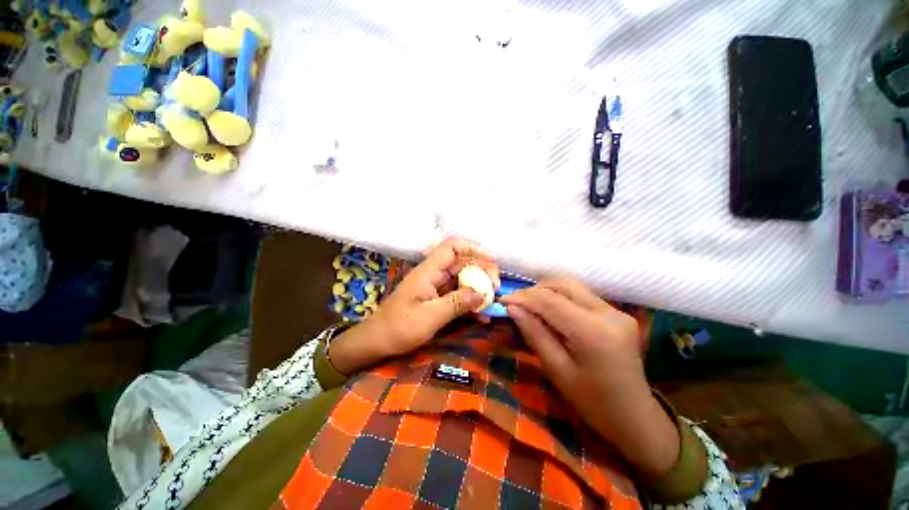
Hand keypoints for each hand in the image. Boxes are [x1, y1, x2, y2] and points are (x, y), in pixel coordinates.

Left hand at [330, 238, 498, 373]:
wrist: (377, 341)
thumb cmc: (399, 327)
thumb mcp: (429, 316)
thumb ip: (456, 303)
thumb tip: (482, 293)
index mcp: (429, 271)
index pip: (452, 247)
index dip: (473, 248)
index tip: (492, 260)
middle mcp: (434, 274)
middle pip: (462, 263)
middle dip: (481, 271)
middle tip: (495, 288)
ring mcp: (436, 287)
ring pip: (463, 279)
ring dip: (479, 288)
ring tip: (492, 302)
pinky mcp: (438, 299)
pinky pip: (459, 294)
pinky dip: (471, 301)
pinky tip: (482, 315)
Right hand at [502, 277, 678, 476]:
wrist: (635, 417)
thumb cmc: (592, 402)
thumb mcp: (557, 370)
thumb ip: (534, 333)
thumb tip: (512, 308)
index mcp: (592, 332)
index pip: (549, 300)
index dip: (523, 297)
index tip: (503, 300)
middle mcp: (608, 313)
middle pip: (563, 285)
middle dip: (535, 290)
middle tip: (517, 303)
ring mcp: (616, 311)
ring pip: (573, 287)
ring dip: (548, 292)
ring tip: (530, 306)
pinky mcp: (618, 314)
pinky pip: (582, 296)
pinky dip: (562, 298)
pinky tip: (551, 312)